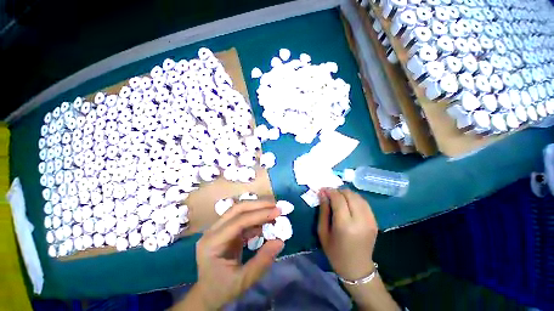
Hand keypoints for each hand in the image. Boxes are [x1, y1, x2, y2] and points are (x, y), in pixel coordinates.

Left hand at [191, 200, 283, 309]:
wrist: (206, 294)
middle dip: (258, 205)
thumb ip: (262, 261)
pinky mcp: (225, 230)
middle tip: (276, 206)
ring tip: (273, 211)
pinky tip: (265, 222)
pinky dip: (255, 218)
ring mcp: (218, 229)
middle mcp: (213, 231)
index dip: (259, 214)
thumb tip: (280, 241)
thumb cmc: (221, 289)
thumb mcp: (243, 281)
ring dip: (257, 209)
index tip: (277, 212)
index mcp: (212, 243)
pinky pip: (241, 219)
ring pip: (239, 211)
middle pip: (237, 209)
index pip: (238, 221)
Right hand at [317, 188, 377, 280]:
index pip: (338, 199)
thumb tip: (322, 194)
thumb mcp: (323, 232)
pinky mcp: (375, 222)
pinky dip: (355, 199)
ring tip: (338, 197)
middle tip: (330, 194)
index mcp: (345, 225)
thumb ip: (323, 211)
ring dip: (347, 193)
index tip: (323, 190)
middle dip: (338, 191)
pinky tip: (348, 202)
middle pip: (350, 195)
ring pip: (358, 197)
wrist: (357, 268)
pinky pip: (364, 203)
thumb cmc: (335, 252)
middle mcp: (360, 221)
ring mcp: (370, 221)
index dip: (330, 191)